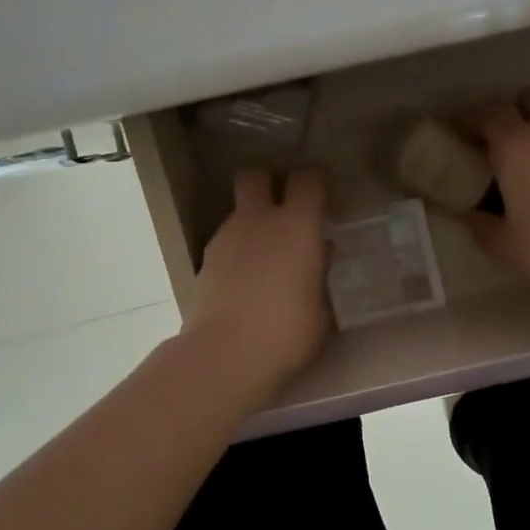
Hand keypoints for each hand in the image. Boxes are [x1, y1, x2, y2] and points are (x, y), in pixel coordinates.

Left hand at [184, 167, 330, 386]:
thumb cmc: (287, 332)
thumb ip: (320, 273)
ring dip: (253, 221)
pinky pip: (227, 241)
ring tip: (267, 255)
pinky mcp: (205, 260)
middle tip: (285, 207)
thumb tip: (317, 254)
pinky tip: (246, 279)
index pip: (308, 179)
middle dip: (269, 182)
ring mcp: (227, 237)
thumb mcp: (322, 308)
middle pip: (256, 175)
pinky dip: (238, 249)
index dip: (316, 182)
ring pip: (239, 211)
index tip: (324, 196)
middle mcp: (259, 220)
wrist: (225, 354)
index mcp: (297, 226)